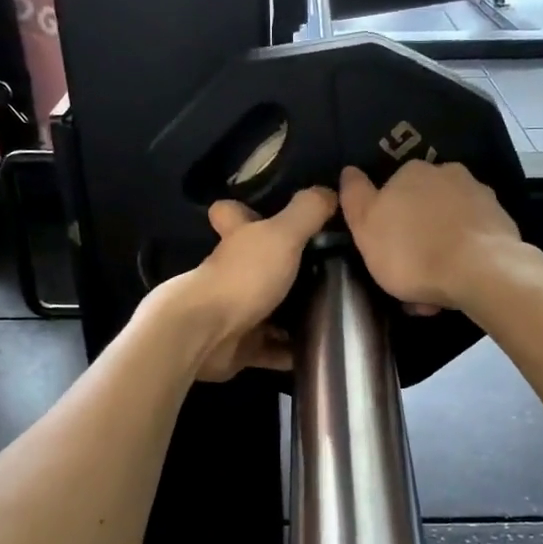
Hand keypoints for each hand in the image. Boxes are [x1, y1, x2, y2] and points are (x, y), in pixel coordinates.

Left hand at [168, 187, 337, 380]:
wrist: (206, 335)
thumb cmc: (243, 277)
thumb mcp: (282, 235)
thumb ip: (307, 212)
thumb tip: (329, 191)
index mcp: (238, 239)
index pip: (232, 213)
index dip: (246, 209)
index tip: (272, 212)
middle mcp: (232, 273)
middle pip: (257, 265)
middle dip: (285, 268)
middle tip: (329, 269)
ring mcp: (235, 311)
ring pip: (268, 308)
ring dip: (294, 314)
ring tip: (336, 312)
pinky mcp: (241, 346)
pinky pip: (273, 349)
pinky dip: (292, 352)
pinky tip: (321, 350)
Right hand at [339, 161, 523, 311]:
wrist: (481, 272)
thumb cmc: (412, 252)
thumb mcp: (365, 227)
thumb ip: (355, 197)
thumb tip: (350, 171)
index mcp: (412, 172)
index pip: (391, 191)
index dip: (385, 223)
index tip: (383, 252)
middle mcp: (448, 174)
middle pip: (422, 210)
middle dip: (415, 240)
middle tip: (409, 278)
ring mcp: (479, 197)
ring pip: (448, 228)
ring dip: (439, 254)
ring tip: (434, 293)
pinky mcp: (502, 222)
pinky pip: (472, 242)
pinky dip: (462, 260)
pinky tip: (457, 287)